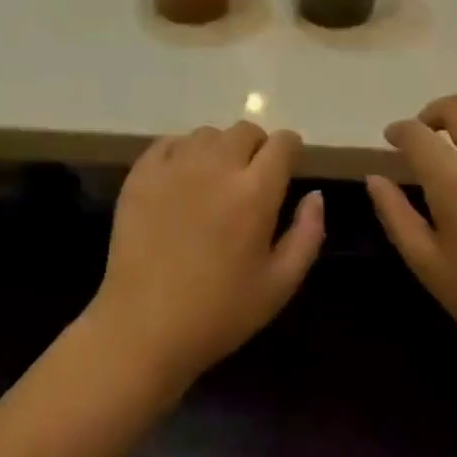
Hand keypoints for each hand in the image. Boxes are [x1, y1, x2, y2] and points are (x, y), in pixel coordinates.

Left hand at [88, 122, 323, 391]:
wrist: (143, 326)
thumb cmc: (219, 312)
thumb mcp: (280, 284)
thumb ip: (307, 234)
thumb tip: (315, 195)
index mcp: (255, 191)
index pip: (282, 143)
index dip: (290, 150)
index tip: (288, 166)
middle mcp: (216, 166)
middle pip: (245, 130)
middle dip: (257, 147)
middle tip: (251, 178)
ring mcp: (174, 166)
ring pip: (207, 134)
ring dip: (219, 149)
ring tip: (214, 180)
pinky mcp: (141, 174)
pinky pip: (169, 143)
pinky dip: (182, 153)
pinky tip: (181, 180)